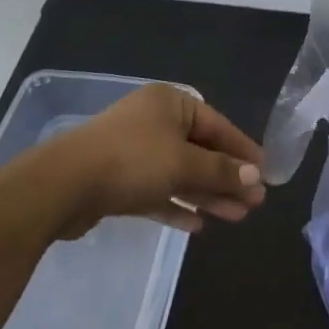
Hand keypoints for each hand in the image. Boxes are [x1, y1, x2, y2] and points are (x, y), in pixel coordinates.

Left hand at [36, 83, 265, 239]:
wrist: (63, 186)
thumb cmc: (132, 161)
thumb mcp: (184, 164)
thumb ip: (221, 172)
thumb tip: (255, 177)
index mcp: (170, 103)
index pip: (217, 125)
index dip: (242, 150)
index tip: (265, 174)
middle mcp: (153, 122)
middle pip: (200, 151)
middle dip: (227, 178)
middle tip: (254, 204)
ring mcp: (134, 151)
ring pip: (180, 173)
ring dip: (207, 195)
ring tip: (236, 217)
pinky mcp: (119, 180)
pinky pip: (157, 191)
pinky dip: (177, 205)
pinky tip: (198, 225)